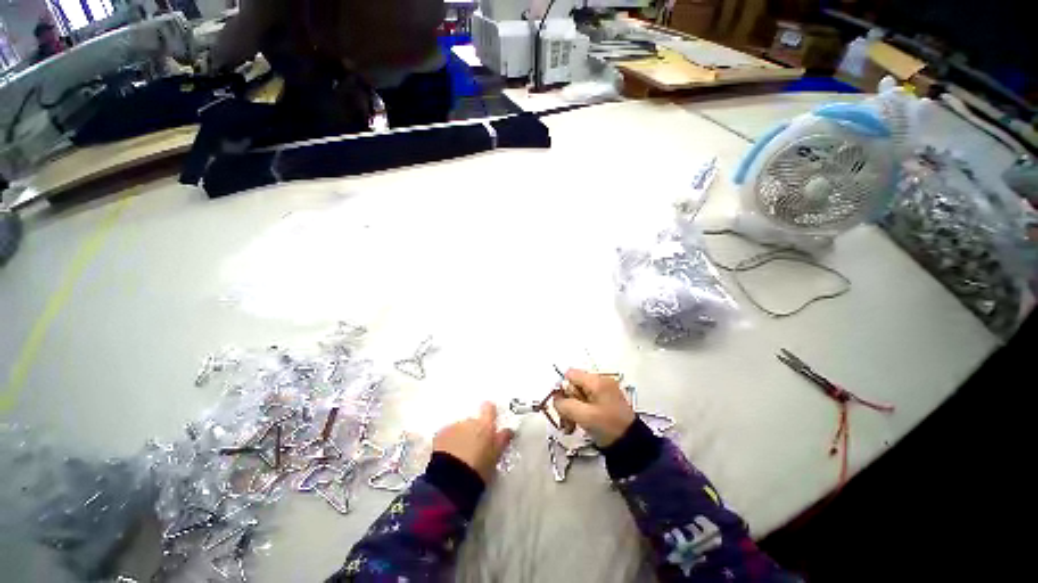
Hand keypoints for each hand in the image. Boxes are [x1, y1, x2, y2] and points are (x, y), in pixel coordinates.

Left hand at [432, 402, 513, 482]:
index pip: (489, 408)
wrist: (450, 480)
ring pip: (459, 428)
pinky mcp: (439, 435)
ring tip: (460, 454)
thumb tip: (509, 429)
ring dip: (461, 436)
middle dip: (473, 431)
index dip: (489, 411)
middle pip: (473, 421)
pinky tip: (448, 455)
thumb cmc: (479, 468)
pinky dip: (449, 441)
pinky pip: (447, 434)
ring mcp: (453, 427)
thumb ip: (502, 439)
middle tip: (474, 447)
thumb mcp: (495, 456)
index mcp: (485, 424)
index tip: (490, 420)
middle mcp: (469, 421)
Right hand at [553, 369, 635, 446]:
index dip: (563, 388)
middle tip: (566, 420)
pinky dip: (580, 412)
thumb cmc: (608, 427)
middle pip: (573, 385)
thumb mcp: (584, 416)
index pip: (571, 374)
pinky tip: (577, 425)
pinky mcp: (604, 403)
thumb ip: (565, 405)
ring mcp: (603, 393)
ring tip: (570, 427)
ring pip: (578, 396)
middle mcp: (600, 382)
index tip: (563, 406)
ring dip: (572, 410)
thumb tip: (555, 399)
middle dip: (567, 403)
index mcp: (597, 381)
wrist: (631, 446)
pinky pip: (586, 402)